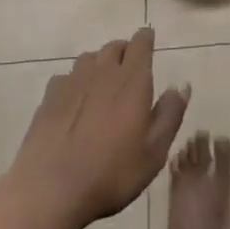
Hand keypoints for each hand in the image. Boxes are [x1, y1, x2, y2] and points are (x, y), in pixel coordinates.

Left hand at [8, 27, 189, 228]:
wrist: (50, 189)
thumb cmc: (111, 173)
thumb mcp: (154, 152)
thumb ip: (170, 115)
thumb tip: (181, 86)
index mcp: (132, 81)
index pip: (141, 44)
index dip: (146, 39)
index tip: (149, 39)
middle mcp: (102, 72)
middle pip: (114, 47)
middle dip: (125, 51)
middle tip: (131, 68)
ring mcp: (72, 82)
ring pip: (89, 58)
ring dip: (100, 63)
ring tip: (104, 82)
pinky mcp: (48, 97)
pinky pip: (66, 77)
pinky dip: (75, 81)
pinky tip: (75, 101)